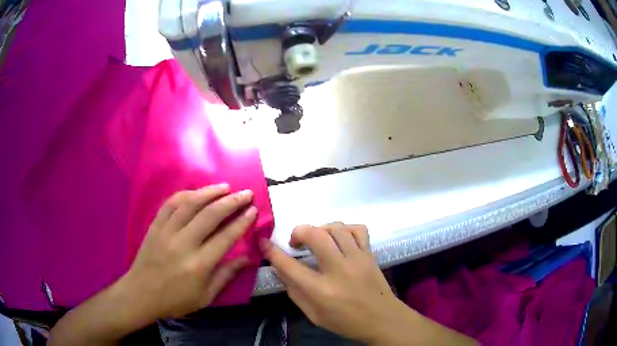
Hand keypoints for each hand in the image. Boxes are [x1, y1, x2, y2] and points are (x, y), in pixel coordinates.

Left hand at [119, 184, 255, 318]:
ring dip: (209, 192)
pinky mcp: (155, 226)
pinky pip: (170, 204)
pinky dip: (185, 194)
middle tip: (246, 193)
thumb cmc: (176, 300)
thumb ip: (226, 275)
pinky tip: (195, 192)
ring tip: (225, 186)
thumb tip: (247, 258)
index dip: (241, 221)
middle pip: (210, 215)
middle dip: (231, 201)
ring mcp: (167, 232)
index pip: (225, 237)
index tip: (253, 210)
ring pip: (190, 204)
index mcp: (199, 265)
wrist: (141, 294)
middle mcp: (183, 244)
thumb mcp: (205, 296)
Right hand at [261, 223, 476, 345]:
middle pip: (314, 235)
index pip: (289, 266)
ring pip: (335, 228)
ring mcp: (357, 259)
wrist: (382, 319)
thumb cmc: (346, 322)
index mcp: (321, 290)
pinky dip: (345, 228)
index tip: (263, 242)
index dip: (272, 252)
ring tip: (317, 240)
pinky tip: (339, 238)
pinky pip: (358, 229)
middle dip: (298, 232)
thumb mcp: (313, 315)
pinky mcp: (370, 254)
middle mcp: (338, 270)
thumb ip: (295, 292)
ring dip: (320, 229)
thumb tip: (281, 270)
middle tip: (296, 242)